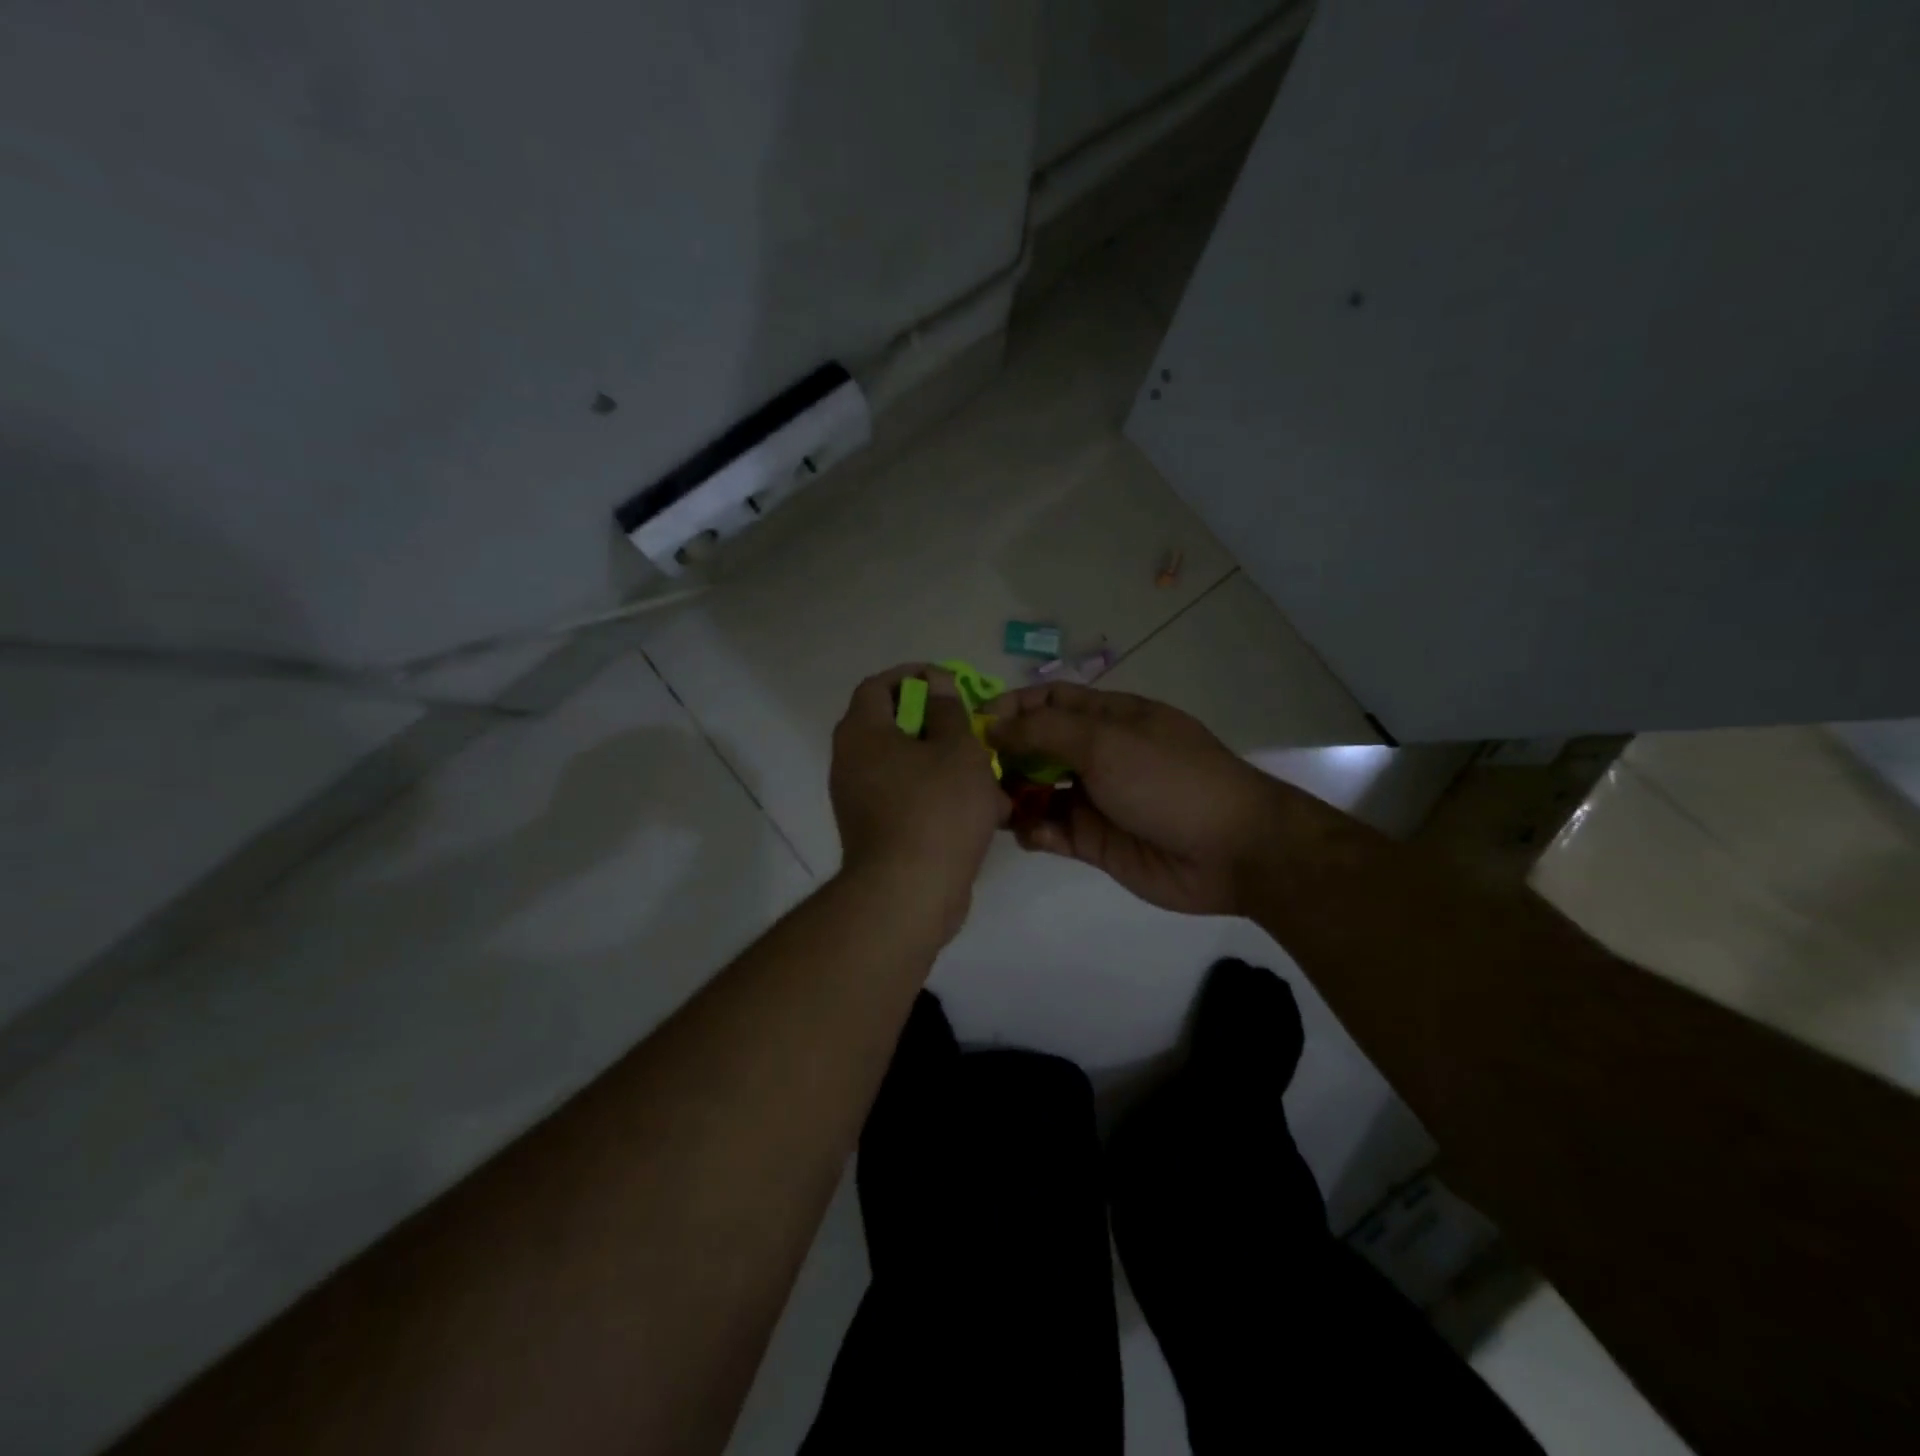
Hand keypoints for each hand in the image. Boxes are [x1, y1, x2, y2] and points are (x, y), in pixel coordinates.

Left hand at [830, 665, 1010, 937]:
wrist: (909, 893)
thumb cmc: (936, 809)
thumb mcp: (957, 749)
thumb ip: (949, 710)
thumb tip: (936, 683)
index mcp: (862, 733)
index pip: (878, 686)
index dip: (913, 676)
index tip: (948, 682)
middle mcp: (850, 762)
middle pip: (892, 727)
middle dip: (937, 725)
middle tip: (971, 729)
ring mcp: (859, 800)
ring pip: (906, 767)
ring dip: (945, 765)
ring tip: (986, 774)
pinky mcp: (875, 832)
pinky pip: (908, 800)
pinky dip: (938, 797)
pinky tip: (980, 811)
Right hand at [988, 683, 1293, 915]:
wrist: (1230, 850)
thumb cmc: (1167, 779)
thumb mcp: (1105, 741)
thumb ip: (1044, 731)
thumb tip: (992, 723)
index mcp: (1107, 718)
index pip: (1048, 701)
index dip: (1011, 707)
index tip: (973, 724)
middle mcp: (1098, 754)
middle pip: (1037, 747)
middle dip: (1003, 755)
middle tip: (970, 772)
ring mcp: (1096, 798)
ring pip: (1039, 791)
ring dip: (1013, 795)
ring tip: (990, 806)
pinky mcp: (1095, 841)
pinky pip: (1052, 831)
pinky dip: (1035, 831)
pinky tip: (1030, 835)